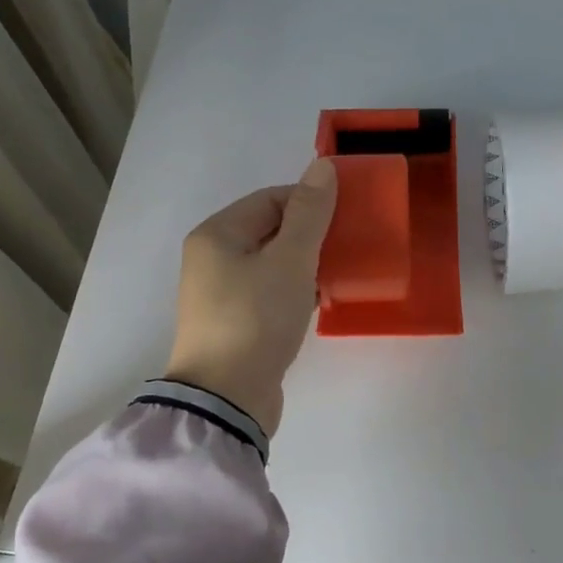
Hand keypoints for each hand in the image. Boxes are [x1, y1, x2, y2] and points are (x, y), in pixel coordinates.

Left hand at [165, 158, 337, 435]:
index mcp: (217, 235)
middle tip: (350, 246)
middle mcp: (212, 260)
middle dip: (311, 235)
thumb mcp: (290, 260)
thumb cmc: (256, 319)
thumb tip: (322, 165)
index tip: (348, 217)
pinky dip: (294, 292)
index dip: (310, 202)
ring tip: (340, 273)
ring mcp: (221, 296)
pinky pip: (269, 294)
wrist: (227, 398)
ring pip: (272, 265)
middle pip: (270, 231)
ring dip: (305, 265)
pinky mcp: (235, 325)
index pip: (270, 199)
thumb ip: (309, 213)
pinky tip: (318, 301)